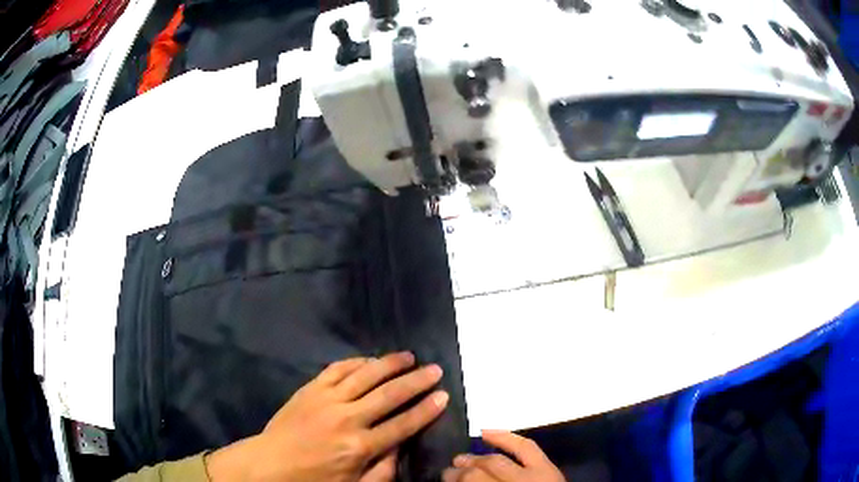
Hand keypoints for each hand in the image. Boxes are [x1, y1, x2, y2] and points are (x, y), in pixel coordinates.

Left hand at [205, 352, 448, 481]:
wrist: (269, 464)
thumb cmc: (313, 479)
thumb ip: (383, 471)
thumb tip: (402, 446)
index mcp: (360, 447)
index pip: (403, 424)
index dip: (426, 410)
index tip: (444, 396)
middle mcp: (347, 419)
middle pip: (389, 395)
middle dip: (416, 381)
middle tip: (435, 369)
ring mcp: (327, 399)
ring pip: (365, 375)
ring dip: (390, 364)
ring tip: (409, 356)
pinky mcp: (310, 389)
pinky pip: (337, 369)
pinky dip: (357, 361)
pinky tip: (370, 359)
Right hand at [442, 430, 563, 481]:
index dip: (456, 481)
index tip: (443, 481)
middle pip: (479, 476)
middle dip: (460, 474)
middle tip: (447, 473)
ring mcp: (535, 476)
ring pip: (496, 463)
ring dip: (475, 460)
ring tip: (460, 458)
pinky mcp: (548, 467)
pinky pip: (525, 446)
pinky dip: (505, 438)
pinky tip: (487, 432)